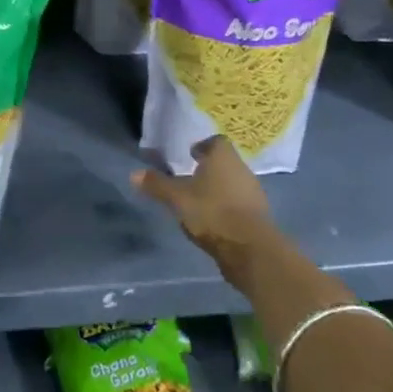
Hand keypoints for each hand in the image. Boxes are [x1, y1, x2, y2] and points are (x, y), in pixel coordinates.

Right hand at [133, 135, 278, 285]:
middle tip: (191, 177)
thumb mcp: (177, 198)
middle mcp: (241, 170)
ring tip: (199, 201)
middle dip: (209, 169)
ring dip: (219, 190)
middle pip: (225, 163)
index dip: (203, 146)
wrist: (251, 249)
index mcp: (223, 158)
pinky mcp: (259, 217)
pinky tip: (214, 221)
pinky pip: (239, 205)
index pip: (216, 142)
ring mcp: (253, 193)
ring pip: (233, 184)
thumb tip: (133, 174)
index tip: (191, 154)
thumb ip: (157, 185)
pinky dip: (227, 208)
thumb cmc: (212, 212)